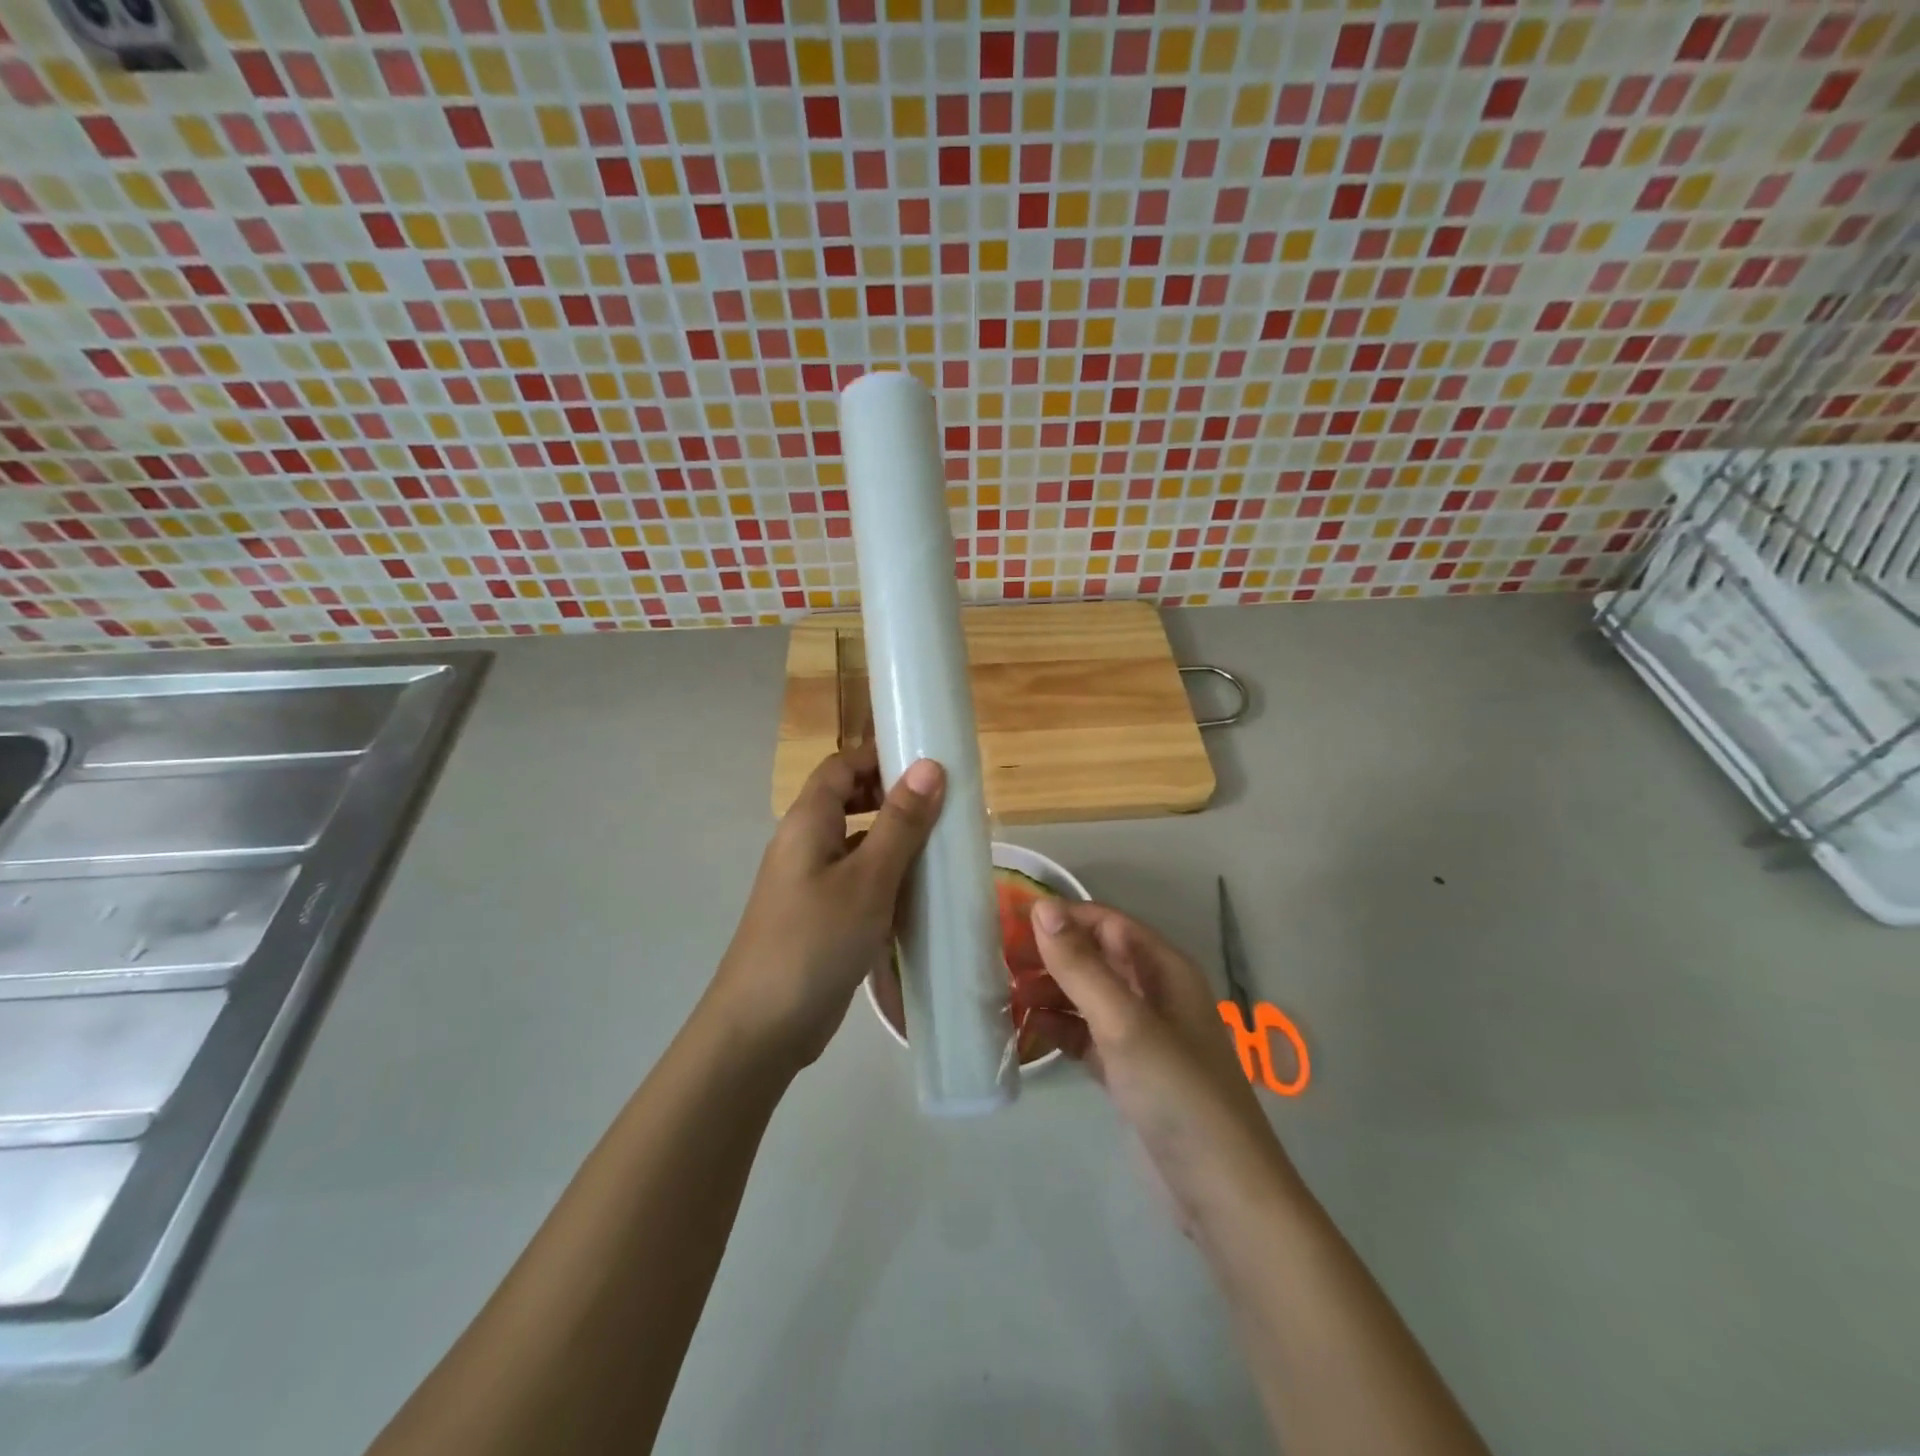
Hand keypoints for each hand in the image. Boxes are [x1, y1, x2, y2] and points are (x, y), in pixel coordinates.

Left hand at [708, 746, 944, 1073]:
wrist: (762, 1028)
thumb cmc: (815, 941)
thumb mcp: (867, 879)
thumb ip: (900, 822)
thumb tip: (929, 765)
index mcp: (807, 822)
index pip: (841, 766)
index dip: (880, 756)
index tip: (929, 761)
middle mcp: (805, 844)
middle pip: (849, 801)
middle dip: (893, 797)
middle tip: (944, 806)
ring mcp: (811, 883)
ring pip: (857, 844)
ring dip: (895, 841)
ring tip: (943, 847)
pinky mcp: (821, 917)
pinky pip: (858, 881)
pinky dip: (887, 879)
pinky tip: (921, 896)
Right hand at [1029, 900, 1294, 1221]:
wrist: (1220, 1194)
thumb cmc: (1176, 1093)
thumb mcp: (1124, 1023)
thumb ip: (1081, 966)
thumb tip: (1042, 906)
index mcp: (1163, 970)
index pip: (1106, 923)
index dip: (1061, 918)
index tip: (1009, 921)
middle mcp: (1153, 994)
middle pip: (1094, 958)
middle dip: (1049, 956)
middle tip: (996, 960)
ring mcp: (1140, 1035)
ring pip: (1087, 997)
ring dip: (1049, 992)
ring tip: (1002, 995)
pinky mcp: (1127, 1072)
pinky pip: (1085, 1036)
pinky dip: (1058, 1030)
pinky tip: (1024, 1032)